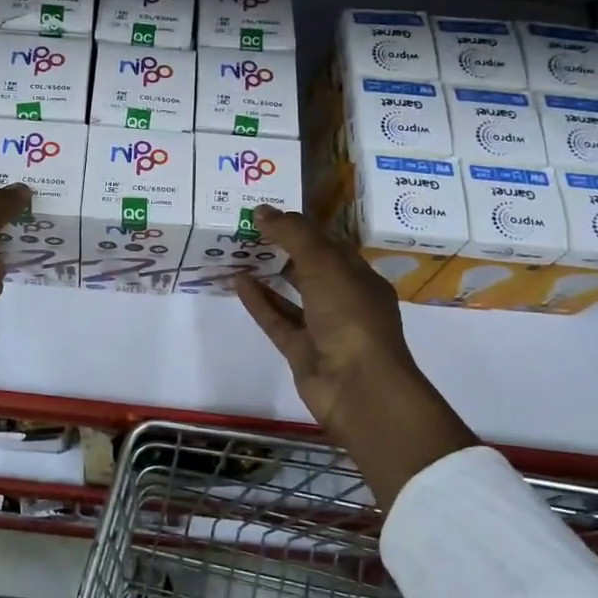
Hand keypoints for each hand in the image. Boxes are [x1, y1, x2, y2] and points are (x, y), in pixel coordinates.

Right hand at [236, 206, 477, 508]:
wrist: (357, 387)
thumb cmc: (350, 316)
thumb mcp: (324, 264)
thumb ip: (293, 235)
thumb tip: (262, 210)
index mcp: (360, 277)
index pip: (329, 244)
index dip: (301, 226)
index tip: (269, 212)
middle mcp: (344, 300)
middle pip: (311, 268)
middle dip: (283, 248)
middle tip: (248, 228)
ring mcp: (323, 328)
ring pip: (292, 294)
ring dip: (269, 274)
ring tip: (239, 252)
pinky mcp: (301, 350)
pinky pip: (277, 319)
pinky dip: (259, 300)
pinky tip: (238, 280)